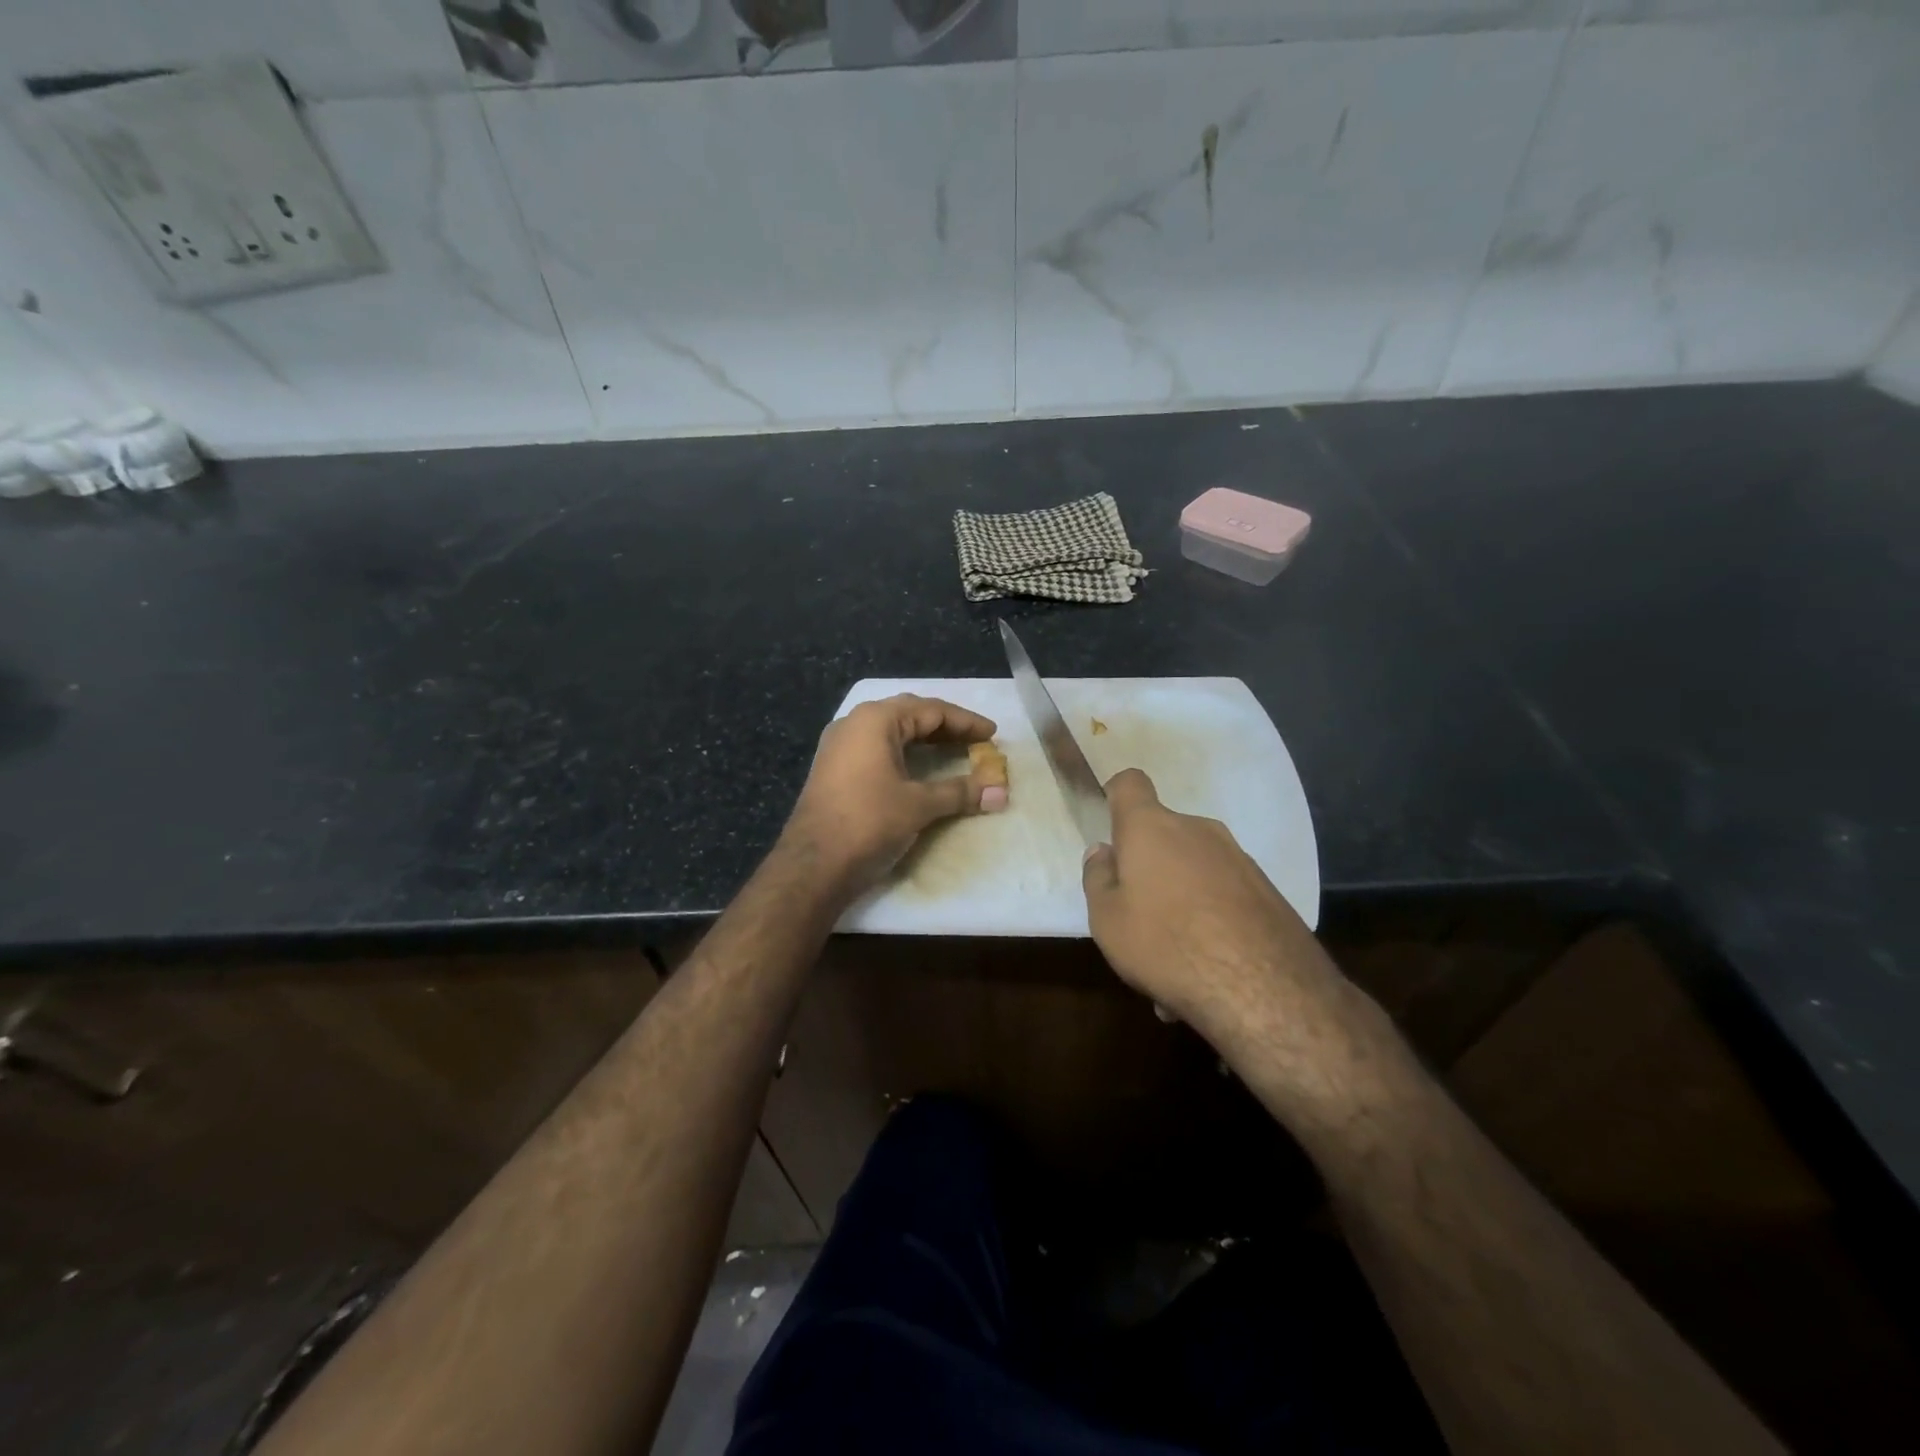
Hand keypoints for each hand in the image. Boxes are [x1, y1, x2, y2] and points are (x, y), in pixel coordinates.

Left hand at [782, 694, 1005, 892]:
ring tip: (954, 750)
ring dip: (924, 739)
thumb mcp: (920, 805)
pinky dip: (904, 753)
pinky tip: (918, 767)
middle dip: (945, 727)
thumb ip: (962, 792)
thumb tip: (1001, 792)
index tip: (992, 735)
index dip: (965, 722)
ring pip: (891, 731)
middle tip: (975, 741)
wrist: (813, 865)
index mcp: (875, 720)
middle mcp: (854, 723)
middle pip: (910, 714)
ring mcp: (840, 746)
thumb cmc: (869, 823)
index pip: (931, 710)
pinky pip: (877, 748)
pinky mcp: (834, 768)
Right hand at [1082, 769, 1340, 1052]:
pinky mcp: (1267, 889)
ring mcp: (1238, 857)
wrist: (1265, 989)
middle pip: (1163, 833)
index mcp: (1151, 828)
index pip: (1130, 783)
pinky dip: (1210, 916)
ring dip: (1180, 896)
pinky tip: (1207, 963)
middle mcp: (1197, 830)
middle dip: (1149, 865)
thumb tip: (1103, 852)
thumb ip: (1098, 879)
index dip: (1115, 796)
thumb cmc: (1167, 944)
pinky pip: (1223, 892)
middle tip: (1137, 914)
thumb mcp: (1108, 920)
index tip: (1110, 826)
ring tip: (1174, 954)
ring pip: (1194, 867)